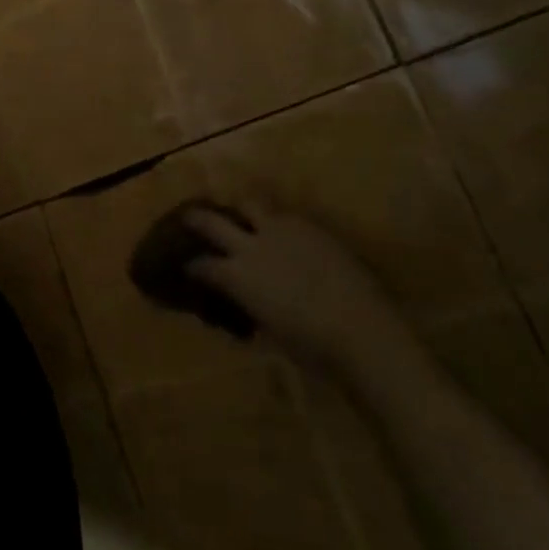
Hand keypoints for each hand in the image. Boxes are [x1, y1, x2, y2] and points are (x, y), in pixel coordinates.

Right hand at [183, 204, 409, 366]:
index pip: (202, 264)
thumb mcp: (270, 329)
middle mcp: (251, 245)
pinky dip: (277, 221)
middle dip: (197, 218)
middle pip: (213, 221)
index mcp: (236, 276)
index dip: (192, 265)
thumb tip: (247, 300)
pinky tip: (283, 231)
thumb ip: (252, 305)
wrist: (360, 327)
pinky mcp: (310, 226)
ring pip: (251, 204)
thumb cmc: (311, 345)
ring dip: (241, 209)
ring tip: (242, 213)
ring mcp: (281, 230)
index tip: (187, 266)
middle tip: (189, 217)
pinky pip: (285, 215)